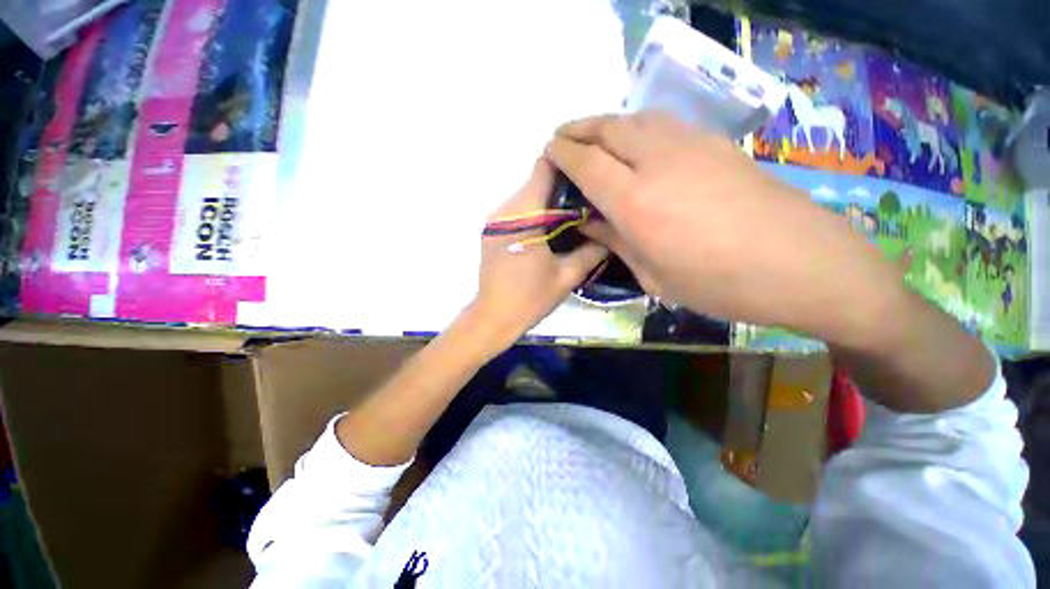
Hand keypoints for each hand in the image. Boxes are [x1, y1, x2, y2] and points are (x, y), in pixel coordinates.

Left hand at [466, 157, 607, 346]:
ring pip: (528, 196)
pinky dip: (535, 214)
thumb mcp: (567, 276)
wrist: (492, 317)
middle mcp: (505, 209)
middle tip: (587, 202)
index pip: (544, 168)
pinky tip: (548, 231)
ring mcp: (494, 219)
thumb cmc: (530, 299)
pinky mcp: (491, 230)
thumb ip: (592, 250)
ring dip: (549, 203)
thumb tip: (611, 230)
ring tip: (571, 219)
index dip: (567, 164)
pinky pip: (518, 211)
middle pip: (536, 181)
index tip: (588, 172)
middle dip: (563, 188)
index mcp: (524, 215)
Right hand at [546, 112, 902, 341]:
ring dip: (607, 123)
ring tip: (593, 136)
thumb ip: (616, 242)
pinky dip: (637, 126)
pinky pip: (662, 124)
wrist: (802, 264)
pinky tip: (635, 142)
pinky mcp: (716, 143)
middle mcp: (657, 162)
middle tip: (562, 137)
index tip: (549, 151)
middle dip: (578, 129)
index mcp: (635, 203)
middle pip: (607, 128)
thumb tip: (590, 222)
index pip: (586, 162)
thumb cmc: (718, 284)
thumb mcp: (653, 276)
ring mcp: (690, 145)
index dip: (563, 153)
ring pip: (635, 118)